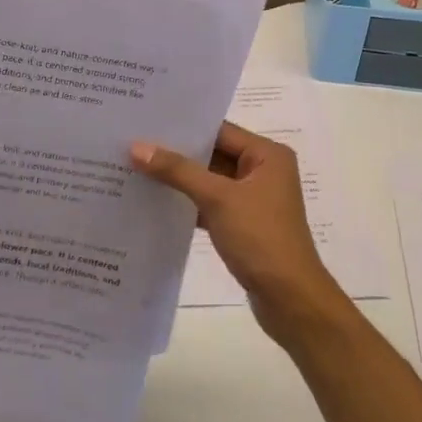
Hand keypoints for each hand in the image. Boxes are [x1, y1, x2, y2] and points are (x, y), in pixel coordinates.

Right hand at [130, 121, 349, 338]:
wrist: (289, 299)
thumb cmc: (260, 238)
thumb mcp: (218, 198)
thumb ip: (178, 171)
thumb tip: (137, 147)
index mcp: (267, 155)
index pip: (219, 131)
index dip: (184, 128)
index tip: (145, 122)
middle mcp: (263, 171)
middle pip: (213, 154)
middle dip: (176, 153)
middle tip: (132, 144)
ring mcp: (253, 199)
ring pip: (209, 181)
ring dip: (179, 179)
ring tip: (135, 169)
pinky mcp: (243, 224)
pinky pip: (210, 204)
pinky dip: (188, 203)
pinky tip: (154, 202)